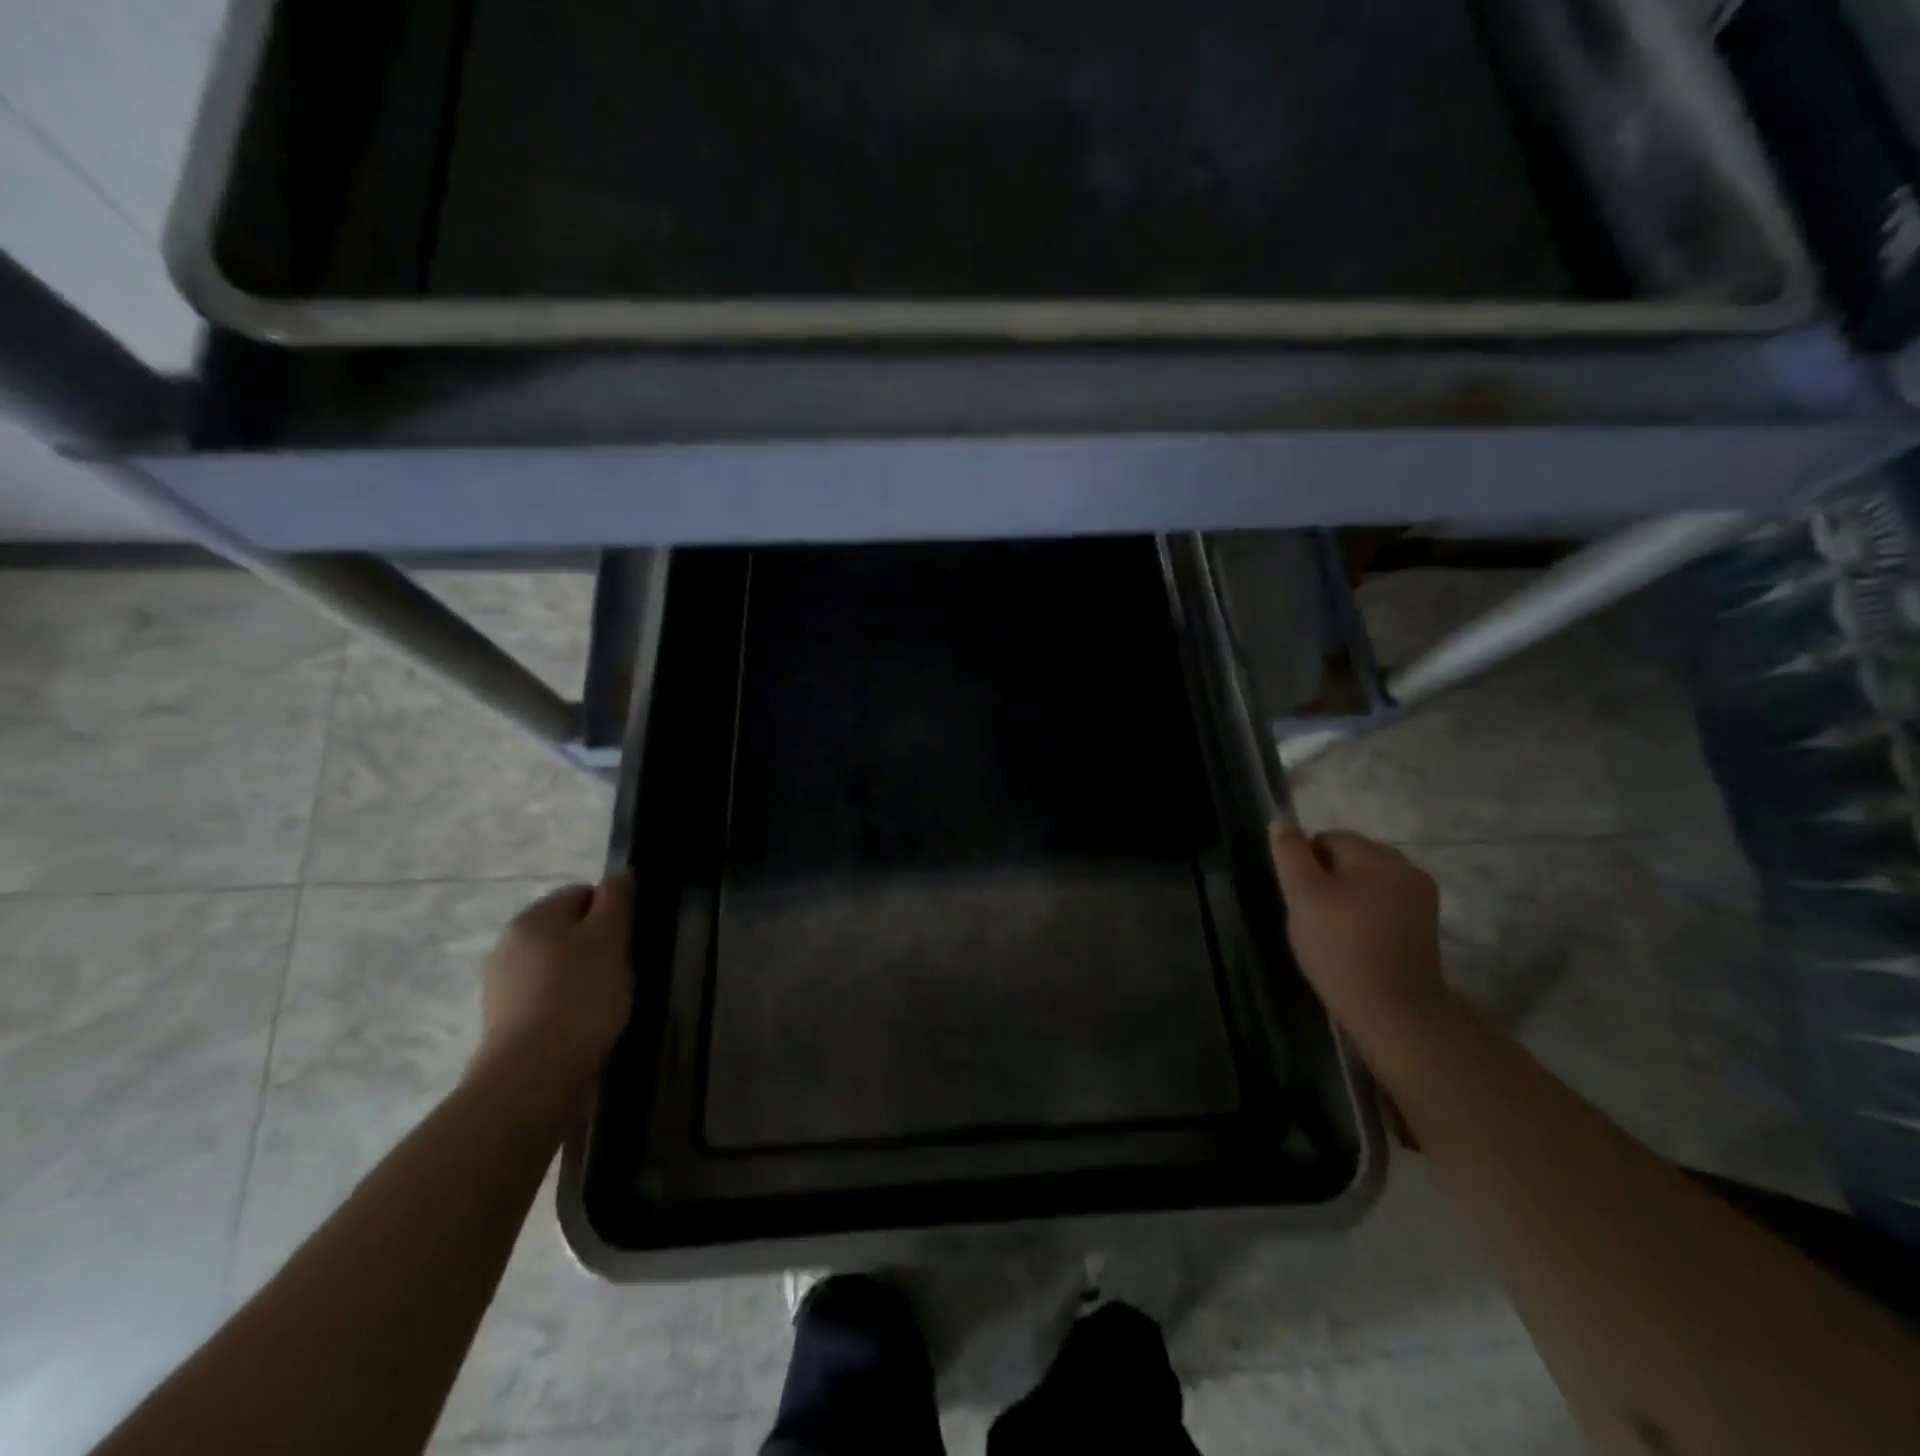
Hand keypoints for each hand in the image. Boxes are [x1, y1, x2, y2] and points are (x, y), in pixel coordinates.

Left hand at [469, 873, 634, 1102]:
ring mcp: (503, 988)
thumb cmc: (579, 996)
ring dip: (585, 978)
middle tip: (624, 971)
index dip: (613, 912)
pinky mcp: (505, 1025)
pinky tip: (586, 1026)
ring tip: (608, 1004)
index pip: (582, 894)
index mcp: (533, 918)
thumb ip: (617, 899)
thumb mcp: (610, 937)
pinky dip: (569, 1007)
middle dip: (599, 946)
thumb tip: (619, 876)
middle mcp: (509, 946)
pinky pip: (548, 1000)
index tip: (631, 939)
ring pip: (559, 968)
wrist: (533, 1078)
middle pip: (569, 931)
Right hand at [1268, 825, 1447, 1039]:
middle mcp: (1406, 868)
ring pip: (1367, 883)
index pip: (1327, 838)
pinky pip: (1384, 905)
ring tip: (1332, 932)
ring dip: (1346, 898)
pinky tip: (1356, 942)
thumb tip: (1282, 823)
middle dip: (1327, 879)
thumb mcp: (1302, 895)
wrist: (1394, 1011)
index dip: (1305, 864)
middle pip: (1350, 859)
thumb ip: (1290, 854)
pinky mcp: (1424, 927)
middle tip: (1312, 917)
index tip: (1300, 899)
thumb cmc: (1340, 947)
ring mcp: (1421, 899)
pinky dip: (1366, 916)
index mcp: (1377, 855)